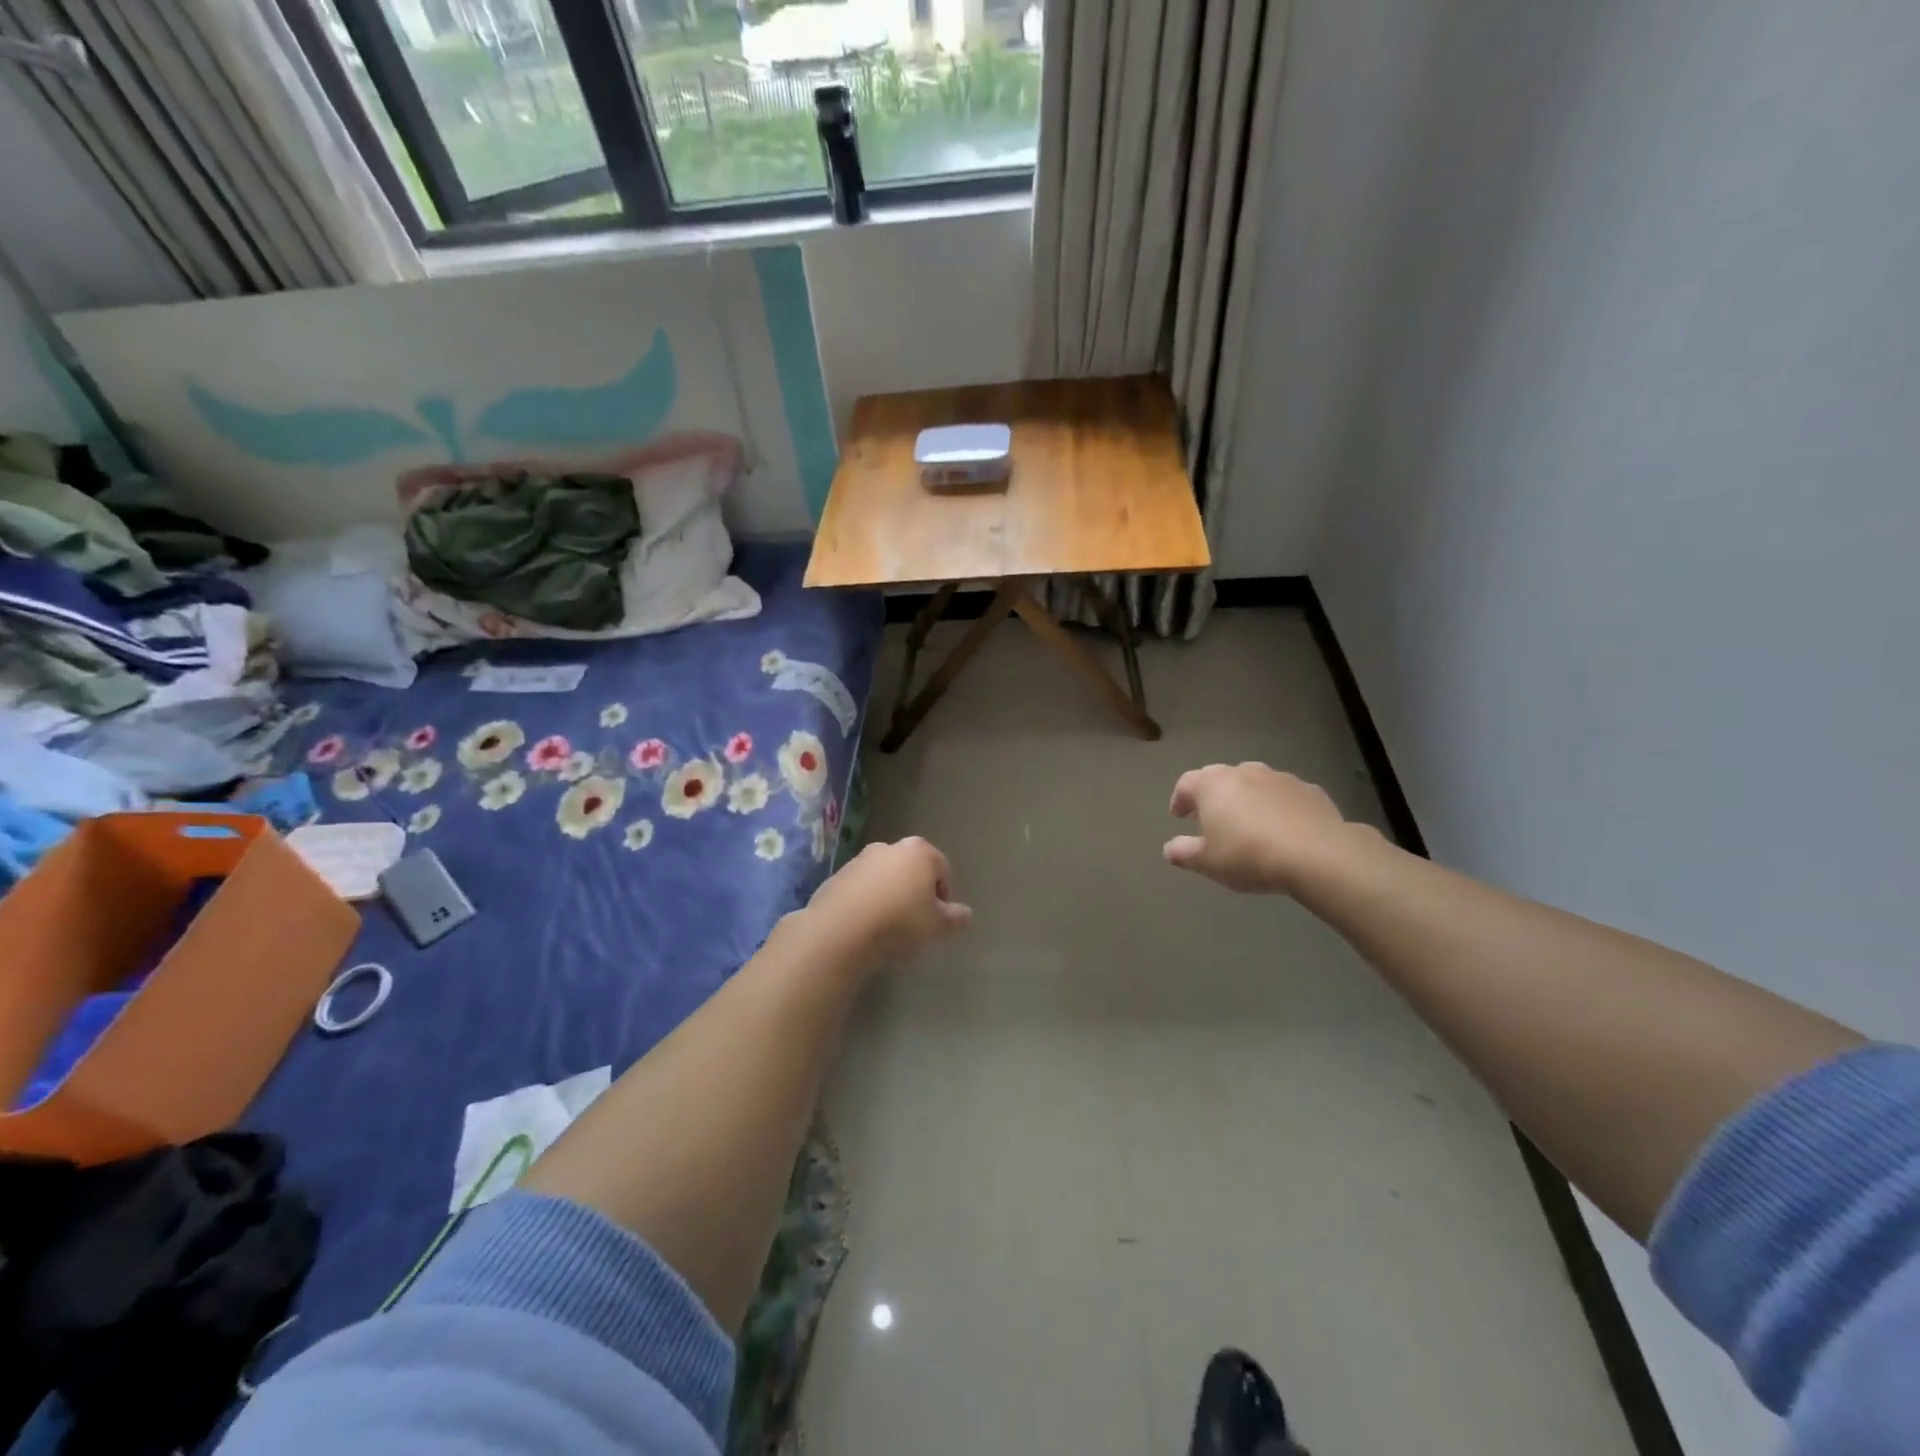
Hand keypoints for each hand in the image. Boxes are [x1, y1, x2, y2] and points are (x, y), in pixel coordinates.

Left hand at [799, 837, 971, 976]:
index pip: (942, 870)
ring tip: (887, 927)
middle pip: (912, 870)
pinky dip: (866, 902)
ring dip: (890, 896)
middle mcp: (889, 847)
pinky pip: (861, 889)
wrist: (839, 932)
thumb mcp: (938, 926)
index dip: (944, 897)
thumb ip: (956, 917)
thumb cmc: (899, 923)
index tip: (937, 921)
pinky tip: (864, 927)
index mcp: (919, 851)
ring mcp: (859, 860)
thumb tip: (964, 913)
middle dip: (916, 892)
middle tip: (915, 923)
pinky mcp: (836, 877)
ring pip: (885, 878)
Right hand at [1164, 763, 1358, 894]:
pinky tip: (1283, 828)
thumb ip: (1184, 852)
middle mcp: (1244, 772)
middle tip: (1213, 818)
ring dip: (1247, 798)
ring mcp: (1280, 778)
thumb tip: (1169, 848)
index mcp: (1213, 785)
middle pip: (1221, 778)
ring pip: (1255, 783)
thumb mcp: (1208, 862)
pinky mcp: (1310, 790)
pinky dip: (1277, 806)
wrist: (1317, 854)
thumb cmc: (1249, 855)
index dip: (1180, 798)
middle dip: (1213, 795)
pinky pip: (1284, 795)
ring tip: (1249, 823)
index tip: (1179, 815)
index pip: (1186, 783)